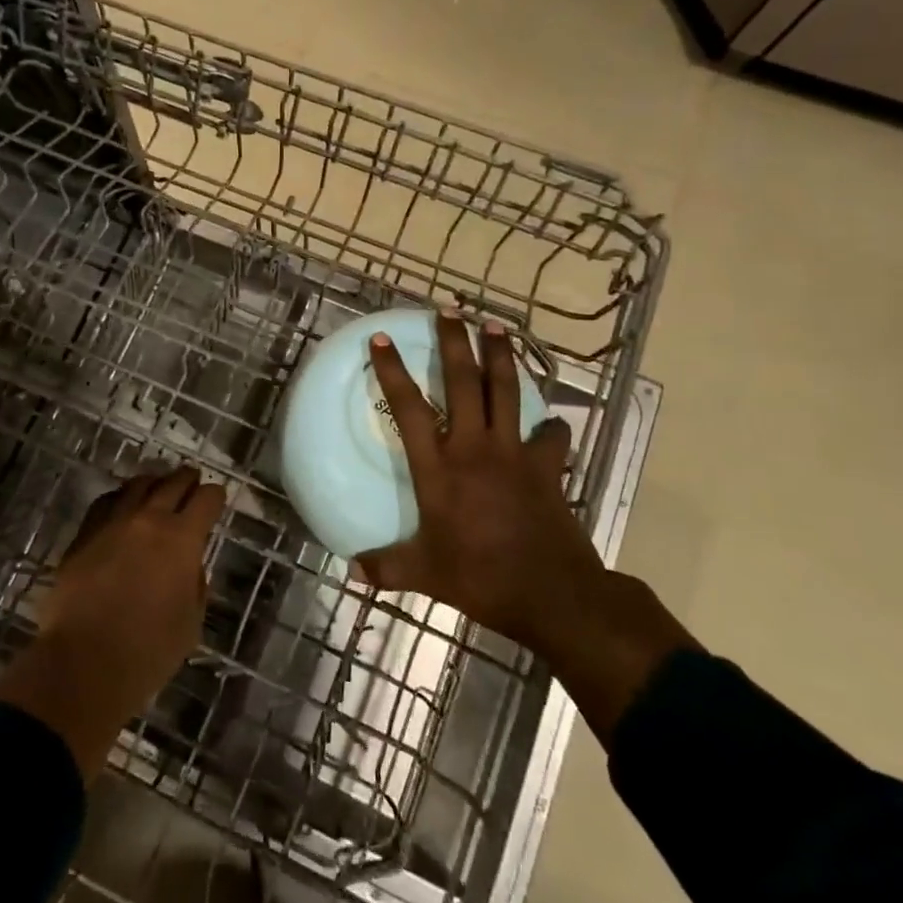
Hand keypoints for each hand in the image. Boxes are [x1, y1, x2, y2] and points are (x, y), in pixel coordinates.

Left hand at [0, 467, 223, 778]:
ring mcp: (113, 523)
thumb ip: (195, 585)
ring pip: (137, 486)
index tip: (217, 498)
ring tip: (159, 487)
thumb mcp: (191, 623)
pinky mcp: (84, 534)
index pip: (206, 499)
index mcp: (182, 538)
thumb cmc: (148, 651)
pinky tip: (122, 505)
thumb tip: (189, 565)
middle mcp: (149, 519)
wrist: (83, 662)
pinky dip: (120, 497)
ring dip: (154, 483)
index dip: (215, 496)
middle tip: (193, 481)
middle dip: (188, 479)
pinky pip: (106, 502)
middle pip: (173, 482)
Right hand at [356, 313, 604, 649]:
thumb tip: (350, 572)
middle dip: (455, 342)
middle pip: (464, 382)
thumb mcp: (424, 574)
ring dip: (500, 355)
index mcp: (438, 467)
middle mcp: (474, 447)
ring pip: (507, 391)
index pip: (408, 407)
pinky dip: (551, 426)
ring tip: (496, 325)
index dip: (392, 370)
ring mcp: (514, 453)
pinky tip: (551, 421)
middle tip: (450, 309)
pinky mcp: (547, 467)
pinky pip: (551, 436)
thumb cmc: (479, 577)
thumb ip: (386, 568)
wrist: (550, 593)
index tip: (382, 339)